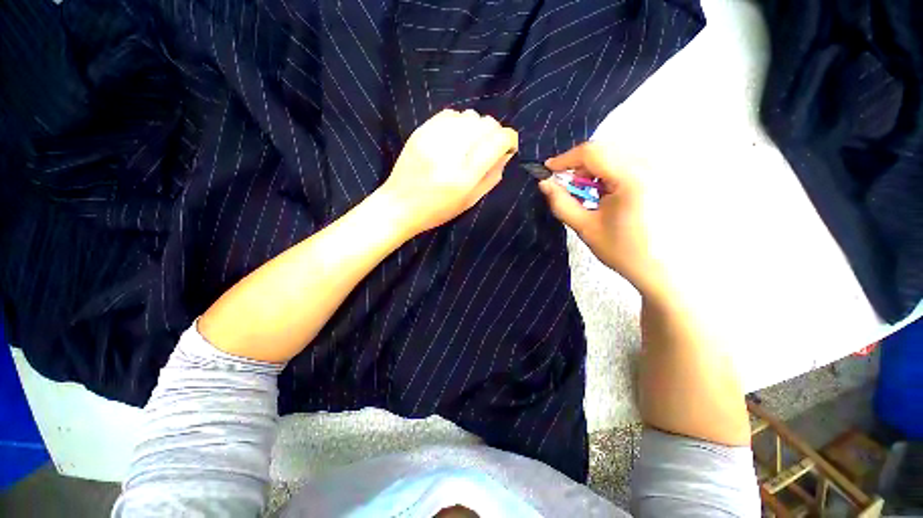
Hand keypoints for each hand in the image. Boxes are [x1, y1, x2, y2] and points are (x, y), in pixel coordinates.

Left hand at [379, 109, 517, 236]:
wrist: (399, 205)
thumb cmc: (437, 210)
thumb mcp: (470, 201)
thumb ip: (492, 176)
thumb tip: (506, 153)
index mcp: (465, 176)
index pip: (498, 140)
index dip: (510, 139)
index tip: (508, 147)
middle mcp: (451, 153)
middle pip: (485, 123)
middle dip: (494, 133)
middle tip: (488, 147)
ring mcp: (433, 139)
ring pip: (469, 115)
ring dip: (476, 128)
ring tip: (469, 144)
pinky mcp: (420, 131)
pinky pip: (449, 114)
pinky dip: (458, 123)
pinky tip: (454, 138)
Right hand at [538, 142, 666, 296]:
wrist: (663, 267)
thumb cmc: (622, 250)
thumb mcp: (585, 227)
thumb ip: (560, 203)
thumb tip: (544, 183)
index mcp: (633, 179)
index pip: (592, 152)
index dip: (565, 159)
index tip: (548, 170)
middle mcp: (652, 164)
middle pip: (605, 148)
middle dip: (579, 163)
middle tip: (566, 183)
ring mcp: (662, 166)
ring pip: (616, 151)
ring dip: (595, 166)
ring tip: (587, 191)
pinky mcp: (665, 172)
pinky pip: (630, 159)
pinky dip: (610, 169)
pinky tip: (607, 190)